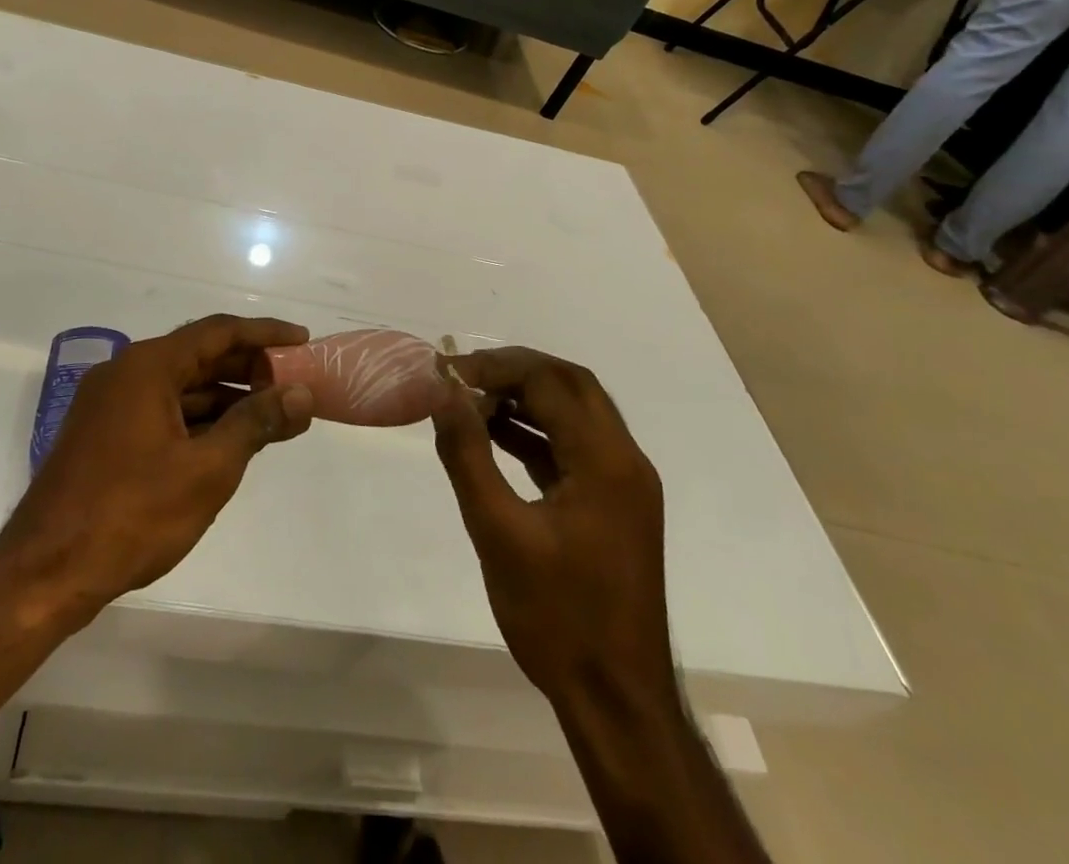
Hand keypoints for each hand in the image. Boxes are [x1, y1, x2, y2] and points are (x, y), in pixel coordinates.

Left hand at [0, 315, 314, 624]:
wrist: (44, 575)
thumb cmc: (132, 514)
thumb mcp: (207, 469)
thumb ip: (256, 424)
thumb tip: (300, 394)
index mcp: (147, 366)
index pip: (218, 332)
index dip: (265, 334)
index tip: (303, 341)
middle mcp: (125, 372)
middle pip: (199, 356)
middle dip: (249, 368)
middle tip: (295, 381)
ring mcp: (109, 404)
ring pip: (181, 387)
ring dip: (227, 398)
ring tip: (273, 415)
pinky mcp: (103, 435)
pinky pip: (162, 410)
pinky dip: (199, 419)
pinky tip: (229, 440)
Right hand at [432, 347, 670, 701]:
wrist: (616, 701)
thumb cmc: (556, 617)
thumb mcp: (498, 532)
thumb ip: (468, 455)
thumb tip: (443, 394)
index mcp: (606, 460)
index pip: (549, 382)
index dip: (495, 368)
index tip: (447, 374)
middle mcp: (625, 459)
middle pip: (571, 385)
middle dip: (515, 370)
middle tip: (463, 377)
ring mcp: (625, 483)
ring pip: (576, 412)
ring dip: (527, 398)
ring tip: (472, 401)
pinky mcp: (615, 505)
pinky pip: (575, 446)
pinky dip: (537, 432)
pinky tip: (497, 436)